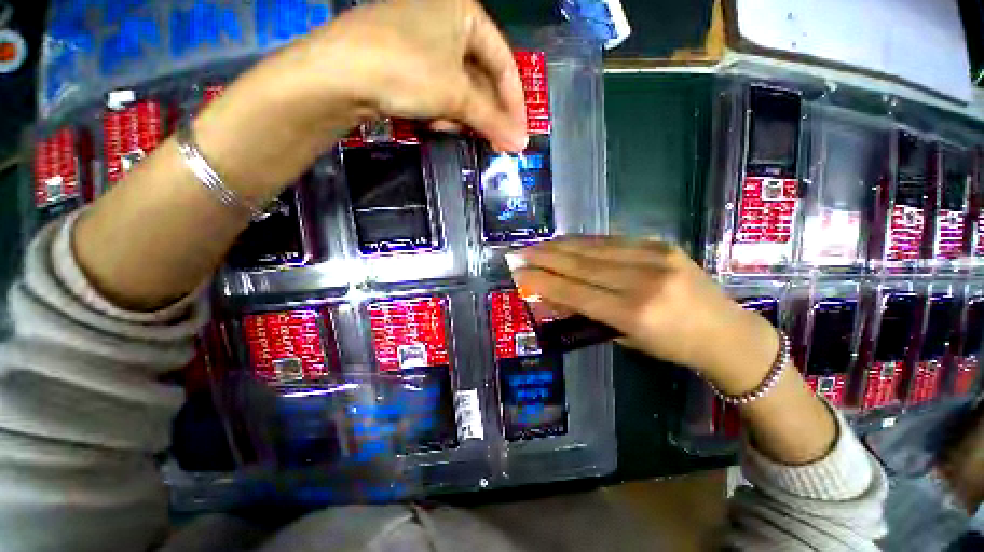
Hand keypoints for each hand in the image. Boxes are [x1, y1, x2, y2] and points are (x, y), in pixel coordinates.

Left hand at [193, 0, 526, 202]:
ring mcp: (423, 41)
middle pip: (481, 78)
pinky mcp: (405, 61)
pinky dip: (442, 110)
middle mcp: (446, 20)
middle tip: (494, 143)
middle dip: (486, 114)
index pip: (505, 65)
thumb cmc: (406, 69)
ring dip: (462, 115)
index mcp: (466, 13)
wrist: (337, 73)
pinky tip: (434, 122)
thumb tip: (520, 143)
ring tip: (454, 131)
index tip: (519, 135)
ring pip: (459, 87)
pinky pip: (438, 90)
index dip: (514, 104)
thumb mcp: (456, 95)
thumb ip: (492, 119)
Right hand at [509, 236, 780, 394]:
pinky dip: (585, 242)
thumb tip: (553, 296)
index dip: (544, 282)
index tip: (519, 273)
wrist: (726, 331)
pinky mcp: (662, 244)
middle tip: (520, 253)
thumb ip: (588, 315)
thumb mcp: (626, 338)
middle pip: (581, 266)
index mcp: (635, 315)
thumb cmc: (672, 346)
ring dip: (560, 246)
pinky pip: (612, 241)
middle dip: (545, 258)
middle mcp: (643, 283)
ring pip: (594, 248)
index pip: (576, 293)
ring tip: (538, 245)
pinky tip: (568, 242)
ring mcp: (655, 258)